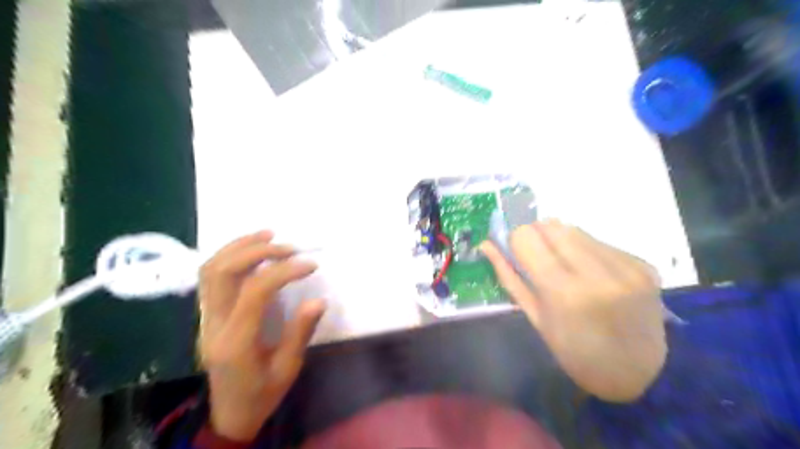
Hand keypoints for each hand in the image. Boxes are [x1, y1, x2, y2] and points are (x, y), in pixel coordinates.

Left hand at [197, 232, 323, 440]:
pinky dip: (229, 255)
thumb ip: (300, 332)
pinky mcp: (207, 314)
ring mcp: (205, 318)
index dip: (283, 271)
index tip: (310, 264)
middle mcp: (214, 324)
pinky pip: (210, 276)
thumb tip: (318, 300)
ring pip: (210, 269)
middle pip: (222, 272)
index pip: (254, 291)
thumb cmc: (262, 394)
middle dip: (257, 251)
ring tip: (269, 235)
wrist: (229, 414)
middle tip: (289, 248)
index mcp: (237, 341)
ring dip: (239, 246)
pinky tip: (251, 248)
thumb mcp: (288, 369)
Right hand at [481, 219, 670, 400]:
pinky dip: (586, 249)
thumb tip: (486, 244)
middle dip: (537, 237)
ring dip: (561, 240)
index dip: (516, 241)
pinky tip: (591, 271)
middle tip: (539, 258)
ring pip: (575, 229)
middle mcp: (597, 273)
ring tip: (566, 265)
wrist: (638, 374)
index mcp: (564, 292)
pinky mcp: (643, 265)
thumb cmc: (574, 352)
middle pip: (551, 226)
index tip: (517, 253)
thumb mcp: (535, 318)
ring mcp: (625, 266)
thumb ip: (509, 276)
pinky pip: (600, 241)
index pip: (526, 237)